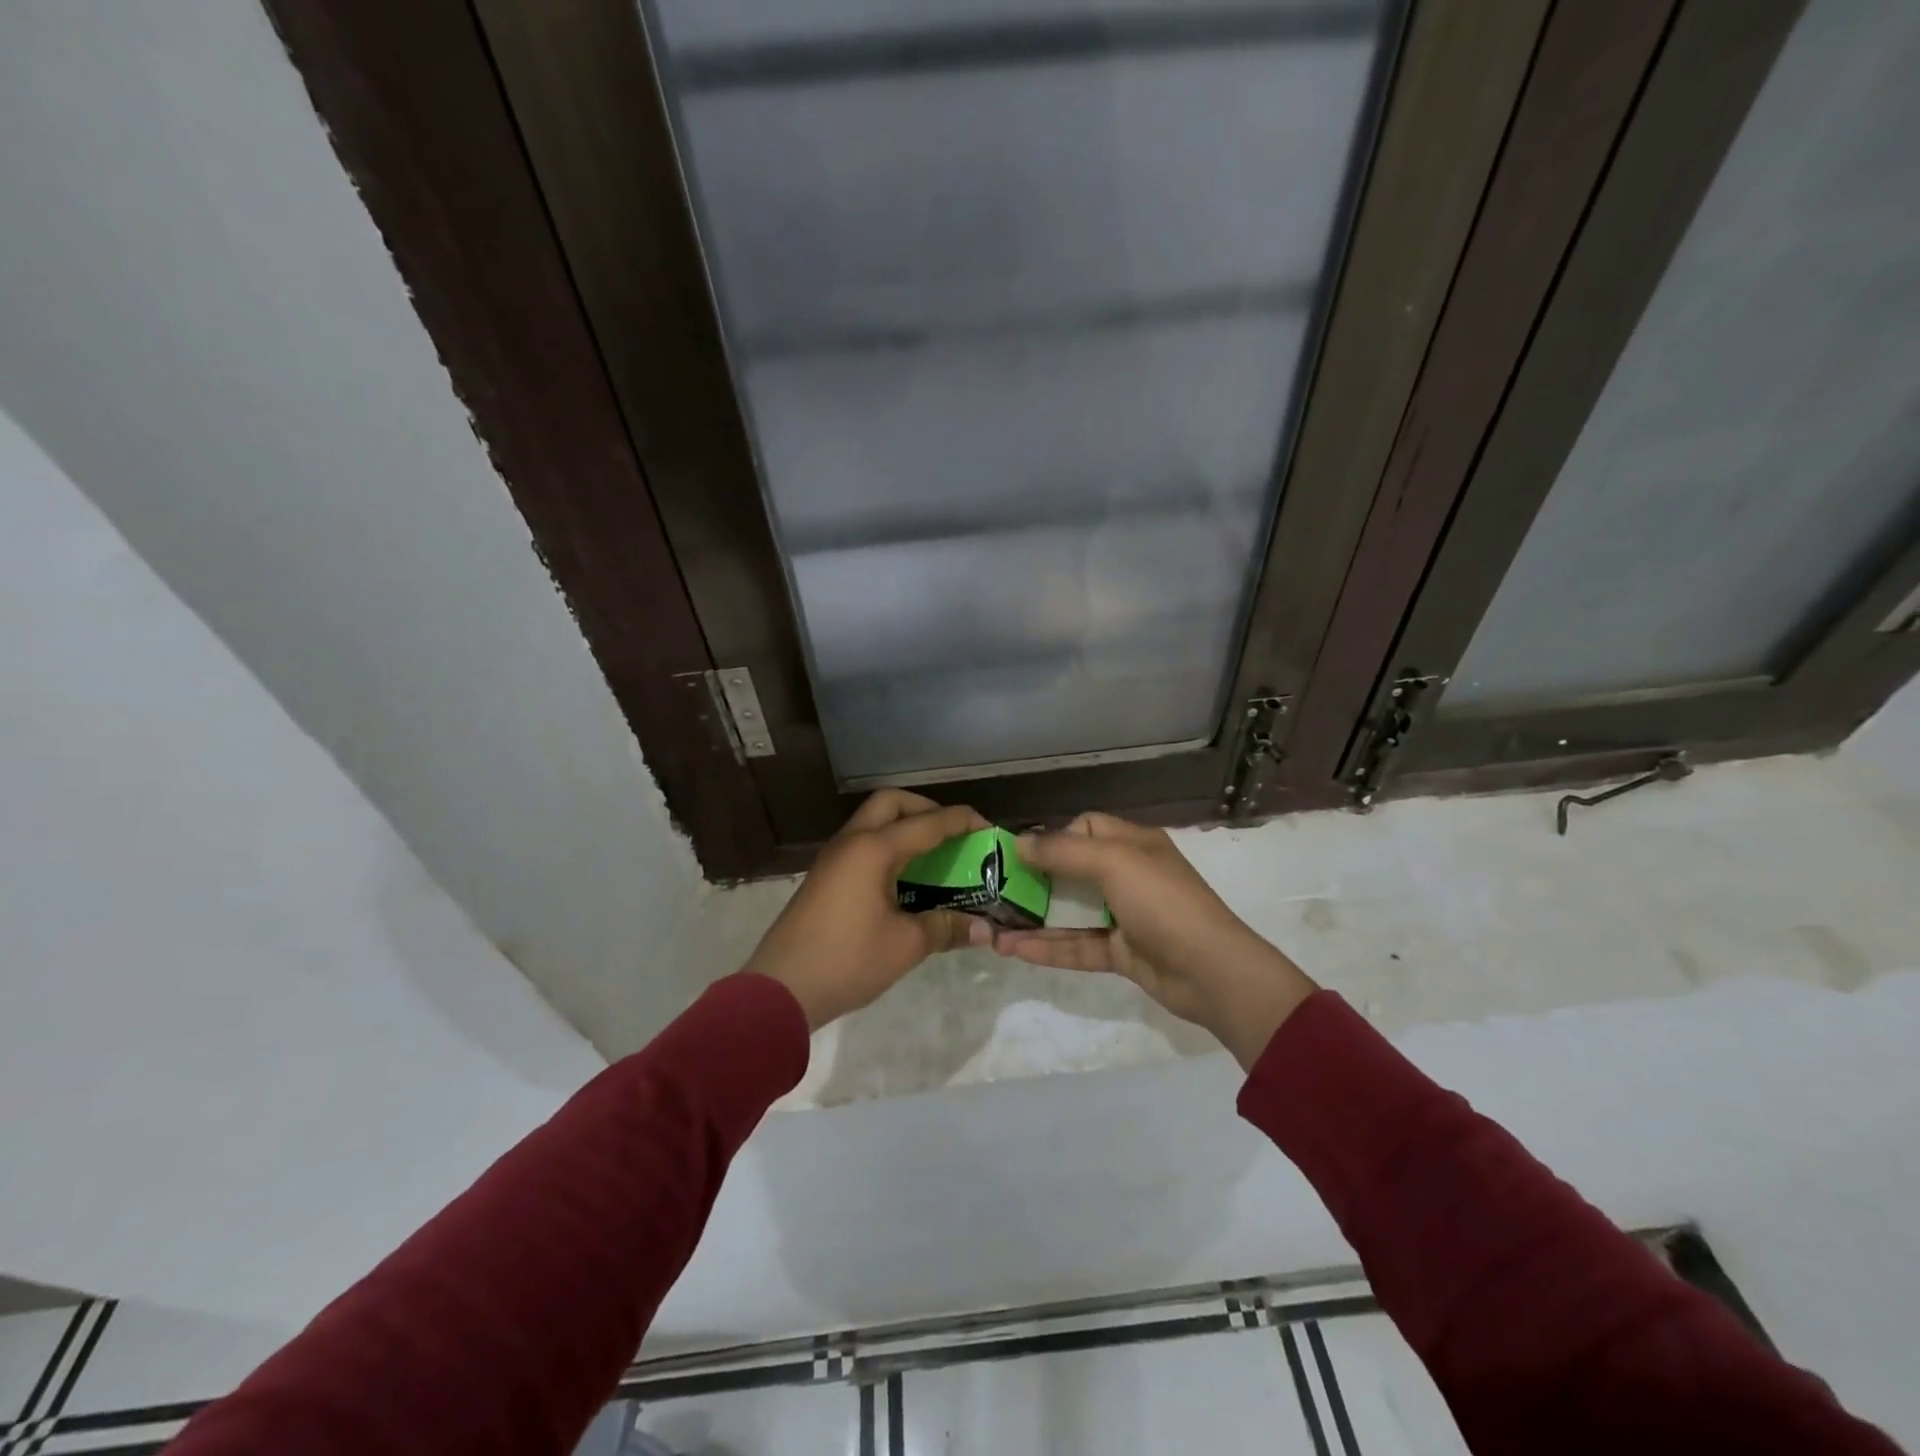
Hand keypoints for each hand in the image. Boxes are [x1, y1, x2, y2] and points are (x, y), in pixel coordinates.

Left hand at [745, 790, 989, 1029]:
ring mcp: (833, 858)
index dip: (960, 821)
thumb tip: (983, 930)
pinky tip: (904, 878)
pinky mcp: (824, 877)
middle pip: (891, 802)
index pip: (927, 823)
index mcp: (873, 849)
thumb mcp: (905, 946)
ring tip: (933, 854)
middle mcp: (852, 842)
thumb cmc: (847, 960)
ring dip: (903, 826)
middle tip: (951, 833)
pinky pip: (862, 843)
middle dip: (926, 809)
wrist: (780, 989)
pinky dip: (887, 846)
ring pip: (872, 820)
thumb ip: (945, 928)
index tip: (987, 828)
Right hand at [986, 813, 1317, 1068]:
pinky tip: (1013, 950)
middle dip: (1034, 879)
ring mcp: (1124, 916)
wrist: (1211, 971)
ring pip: (1070, 912)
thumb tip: (1020, 842)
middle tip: (995, 890)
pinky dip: (1048, 948)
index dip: (1054, 837)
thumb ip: (1064, 851)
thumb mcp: (1114, 862)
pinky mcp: (1121, 953)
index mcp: (1133, 844)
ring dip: (1034, 918)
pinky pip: (1077, 946)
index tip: (1019, 853)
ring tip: (993, 926)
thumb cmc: (1163, 902)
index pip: (1086, 827)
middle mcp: (1128, 875)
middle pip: (1072, 871)